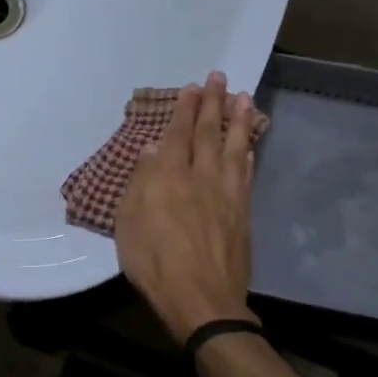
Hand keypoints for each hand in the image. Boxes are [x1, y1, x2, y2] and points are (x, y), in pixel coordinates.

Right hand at [114, 73, 260, 341]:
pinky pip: (246, 174)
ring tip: (244, 97)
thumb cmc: (154, 262)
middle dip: (213, 103)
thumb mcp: (128, 223)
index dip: (185, 108)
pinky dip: (247, 154)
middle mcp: (201, 177)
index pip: (179, 133)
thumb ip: (140, 183)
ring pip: (234, 147)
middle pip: (209, 133)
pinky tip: (249, 145)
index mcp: (168, 176)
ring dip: (239, 121)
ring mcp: (227, 194)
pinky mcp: (243, 213)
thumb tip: (151, 150)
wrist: (201, 298)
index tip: (192, 86)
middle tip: (219, 78)